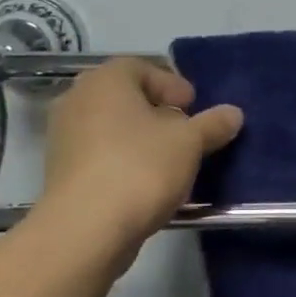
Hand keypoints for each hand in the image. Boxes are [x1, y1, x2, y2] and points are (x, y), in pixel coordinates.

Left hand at [36, 58, 242, 240]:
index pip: (140, 67)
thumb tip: (233, 113)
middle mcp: (76, 100)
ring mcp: (64, 138)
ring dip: (141, 139)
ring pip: (112, 128)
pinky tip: (148, 183)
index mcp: (105, 81)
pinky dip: (124, 161)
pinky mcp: (62, 172)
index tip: (193, 106)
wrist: (87, 228)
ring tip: (172, 160)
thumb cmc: (141, 167)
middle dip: (158, 112)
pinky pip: (101, 155)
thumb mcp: (190, 142)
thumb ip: (212, 124)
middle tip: (186, 131)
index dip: (171, 84)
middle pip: (125, 98)